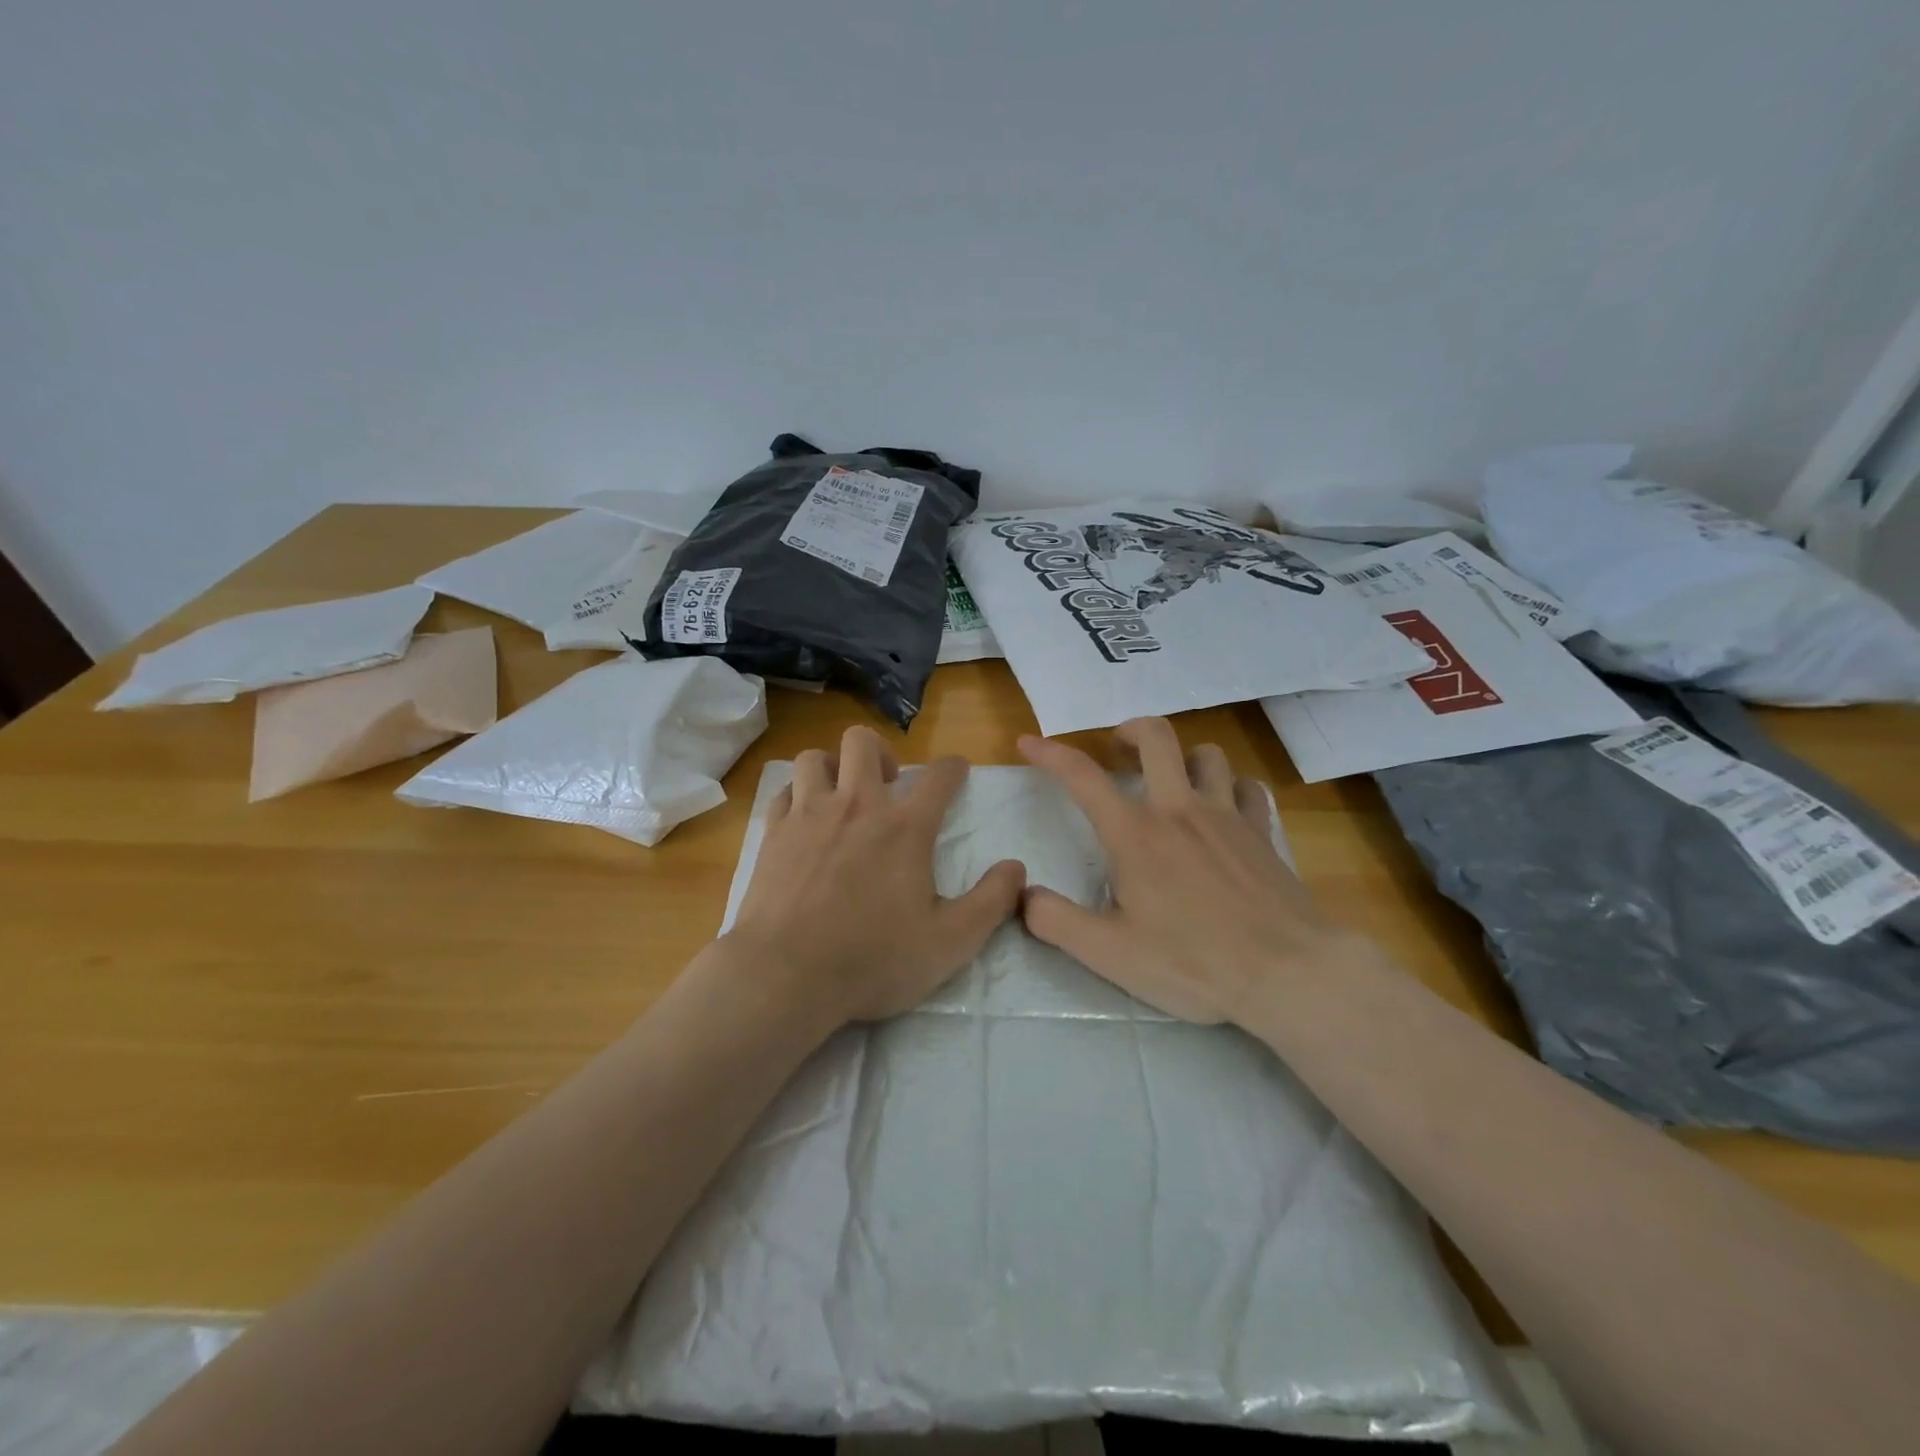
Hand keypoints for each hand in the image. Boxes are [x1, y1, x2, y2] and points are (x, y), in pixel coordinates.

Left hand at [726, 725, 1026, 1024]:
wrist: (786, 975)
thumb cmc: (873, 959)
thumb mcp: (950, 942)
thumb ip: (991, 901)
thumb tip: (1017, 868)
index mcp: (905, 828)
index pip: (939, 776)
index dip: (953, 767)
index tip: (957, 771)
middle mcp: (857, 806)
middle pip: (863, 742)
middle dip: (880, 753)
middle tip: (886, 787)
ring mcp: (809, 815)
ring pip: (815, 758)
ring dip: (832, 767)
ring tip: (841, 795)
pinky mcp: (773, 834)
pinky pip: (783, 791)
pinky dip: (797, 796)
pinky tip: (804, 819)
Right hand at [1018, 717, 1357, 1024]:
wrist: (1288, 973)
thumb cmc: (1193, 962)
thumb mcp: (1110, 954)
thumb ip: (1056, 922)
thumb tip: (1024, 895)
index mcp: (1135, 835)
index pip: (1082, 777)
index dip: (1050, 753)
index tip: (1028, 742)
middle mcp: (1179, 810)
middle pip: (1156, 736)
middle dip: (1129, 731)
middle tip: (1116, 751)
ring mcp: (1228, 816)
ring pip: (1206, 754)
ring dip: (1183, 758)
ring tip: (1171, 781)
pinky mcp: (1263, 832)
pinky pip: (1247, 787)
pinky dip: (1231, 787)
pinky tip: (1225, 808)